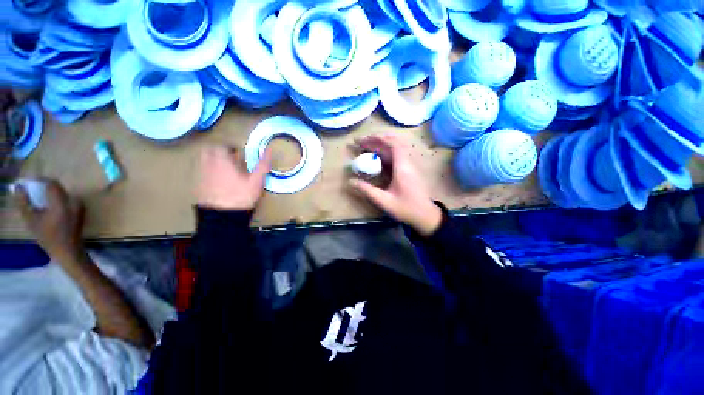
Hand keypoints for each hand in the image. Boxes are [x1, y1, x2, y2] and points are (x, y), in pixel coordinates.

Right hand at [14, 179, 85, 262]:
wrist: (68, 251)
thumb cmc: (49, 237)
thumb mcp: (31, 220)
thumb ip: (24, 202)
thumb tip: (18, 187)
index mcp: (62, 202)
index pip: (51, 183)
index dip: (39, 181)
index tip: (28, 183)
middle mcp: (74, 200)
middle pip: (57, 187)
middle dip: (43, 187)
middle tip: (31, 192)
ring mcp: (80, 205)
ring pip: (62, 193)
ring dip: (50, 194)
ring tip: (38, 200)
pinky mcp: (81, 210)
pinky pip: (68, 199)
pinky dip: (57, 200)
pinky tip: (48, 207)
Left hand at [196, 145, 271, 210]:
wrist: (222, 216)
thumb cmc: (241, 196)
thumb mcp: (256, 181)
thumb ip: (263, 165)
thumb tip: (269, 150)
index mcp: (222, 161)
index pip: (221, 146)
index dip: (230, 148)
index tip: (237, 153)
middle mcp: (208, 165)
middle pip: (208, 150)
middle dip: (218, 151)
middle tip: (230, 159)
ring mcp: (200, 175)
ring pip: (202, 160)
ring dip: (211, 160)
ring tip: (223, 169)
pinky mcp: (196, 185)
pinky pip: (199, 172)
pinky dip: (207, 171)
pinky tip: (216, 181)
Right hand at [349, 134, 442, 235]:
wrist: (425, 215)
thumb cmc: (406, 208)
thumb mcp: (384, 201)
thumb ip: (367, 190)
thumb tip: (350, 181)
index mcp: (403, 167)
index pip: (393, 144)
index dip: (378, 138)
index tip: (364, 139)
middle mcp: (407, 162)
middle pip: (393, 144)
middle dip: (375, 141)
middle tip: (359, 143)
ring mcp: (409, 166)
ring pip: (394, 149)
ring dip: (380, 146)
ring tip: (365, 147)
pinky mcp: (409, 170)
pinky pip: (396, 156)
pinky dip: (384, 154)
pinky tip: (375, 158)